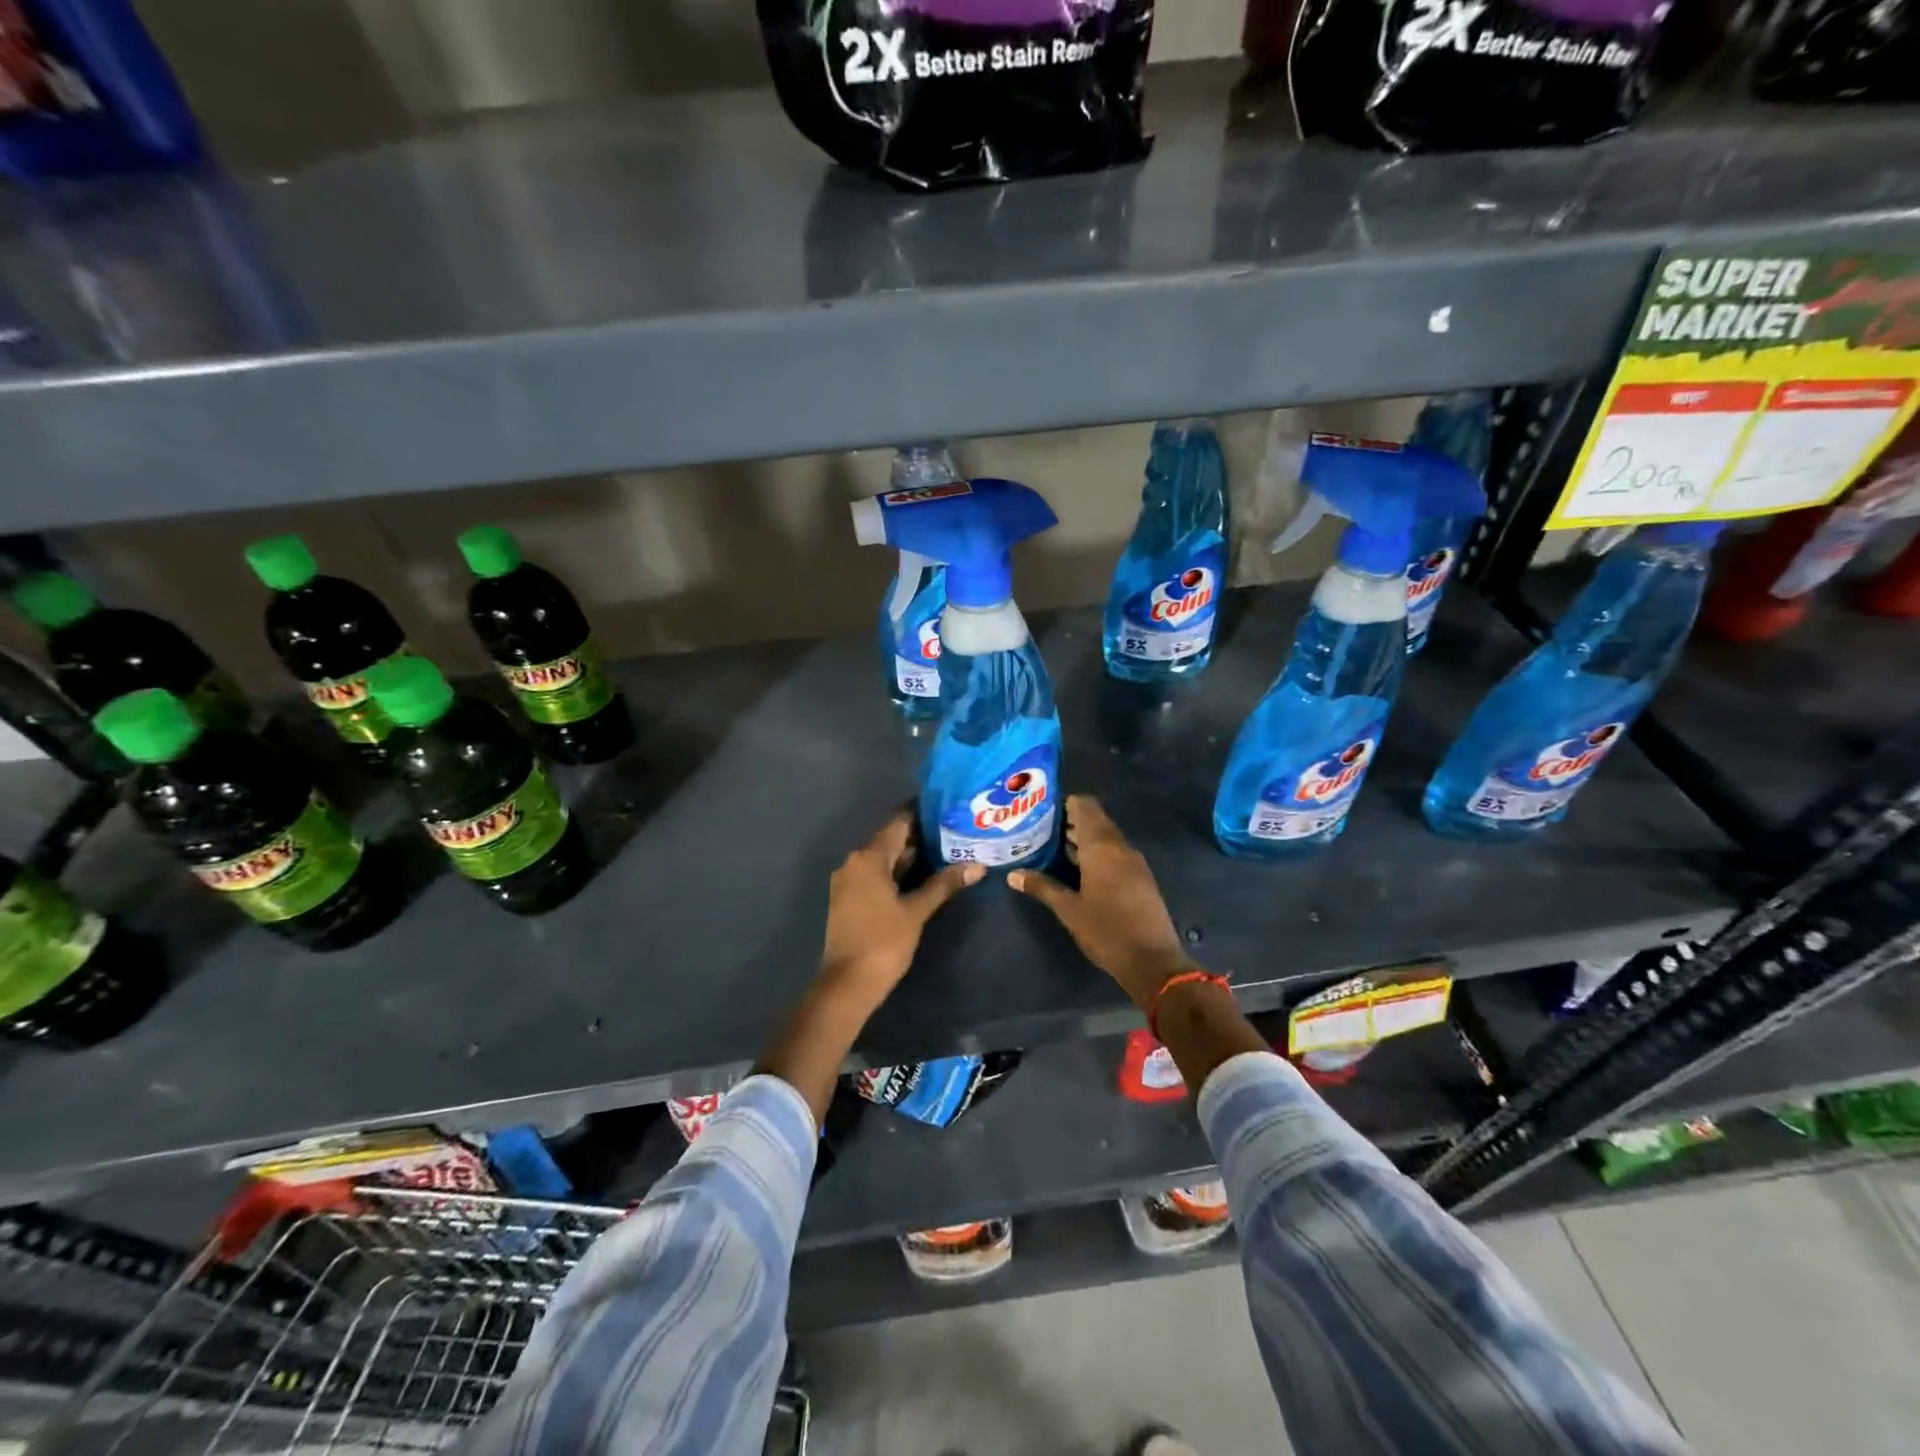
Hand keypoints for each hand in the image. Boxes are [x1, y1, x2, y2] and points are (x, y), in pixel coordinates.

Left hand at [819, 808, 983, 1012]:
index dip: (924, 814)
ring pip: (885, 859)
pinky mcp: (849, 899)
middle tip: (956, 833)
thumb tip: (978, 866)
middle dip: (922, 838)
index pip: (899, 823)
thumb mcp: (916, 912)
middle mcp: (855, 862)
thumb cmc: (883, 942)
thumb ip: (944, 884)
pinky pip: (877, 876)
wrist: (847, 985)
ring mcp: (849, 881)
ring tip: (947, 853)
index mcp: (868, 857)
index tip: (949, 809)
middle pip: (892, 840)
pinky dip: (898, 873)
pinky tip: (924, 878)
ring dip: (912, 857)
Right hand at [1009, 795, 1192, 1008]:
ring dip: (1083, 839)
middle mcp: (1120, 847)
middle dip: (1070, 822)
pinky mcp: (1140, 878)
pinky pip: (1115, 853)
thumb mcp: (1069, 910)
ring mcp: (1134, 862)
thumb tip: (1013, 875)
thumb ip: (1042, 887)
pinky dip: (1096, 854)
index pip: (1085, 806)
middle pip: (1095, 820)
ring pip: (1106, 838)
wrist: (1152, 961)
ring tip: (1053, 848)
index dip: (1065, 803)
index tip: (1042, 810)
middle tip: (1041, 830)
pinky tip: (1078, 870)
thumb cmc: (1106, 931)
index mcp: (1102, 847)